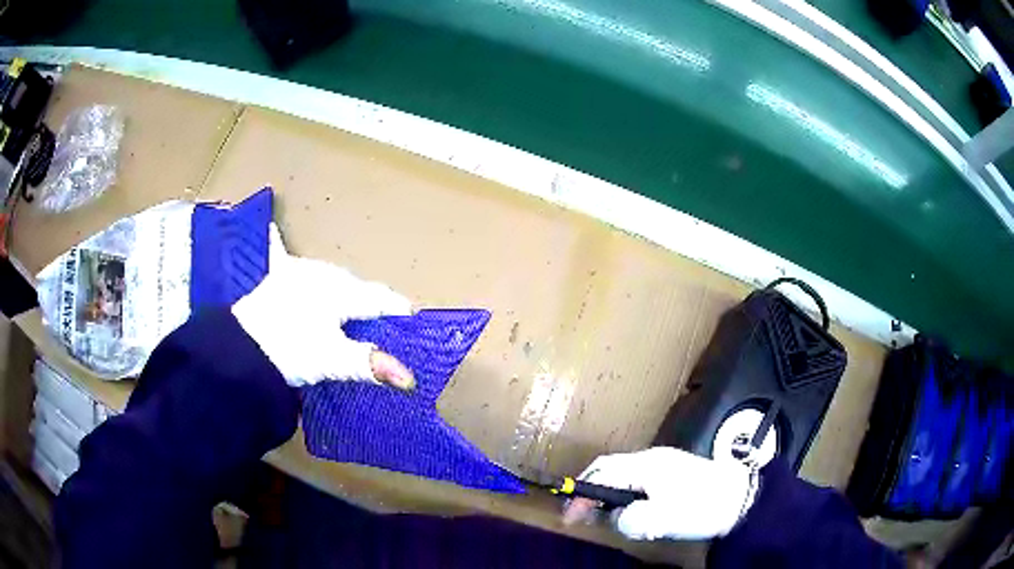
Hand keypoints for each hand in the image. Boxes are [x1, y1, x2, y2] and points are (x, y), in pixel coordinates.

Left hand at [232, 224, 414, 388]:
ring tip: (349, 308)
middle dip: (372, 304)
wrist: (242, 349)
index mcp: (341, 290)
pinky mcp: (274, 276)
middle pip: (358, 288)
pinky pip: (276, 253)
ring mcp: (297, 271)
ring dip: (343, 290)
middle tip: (381, 327)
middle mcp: (323, 273)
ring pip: (330, 276)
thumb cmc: (291, 351)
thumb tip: (410, 380)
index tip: (413, 323)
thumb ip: (371, 364)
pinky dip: (277, 243)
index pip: (380, 298)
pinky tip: (270, 226)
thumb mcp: (334, 360)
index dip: (399, 311)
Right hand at [562, 447, 755, 540]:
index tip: (571, 516)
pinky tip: (636, 510)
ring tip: (610, 517)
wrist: (741, 497)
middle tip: (585, 516)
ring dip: (611, 495)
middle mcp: (651, 459)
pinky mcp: (673, 472)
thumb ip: (630, 520)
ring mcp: (664, 463)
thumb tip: (617, 518)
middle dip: (593, 492)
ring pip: (624, 476)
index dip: (582, 492)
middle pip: (610, 470)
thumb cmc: (702, 506)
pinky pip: (639, 481)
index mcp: (646, 465)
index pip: (602, 472)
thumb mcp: (664, 518)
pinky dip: (627, 495)